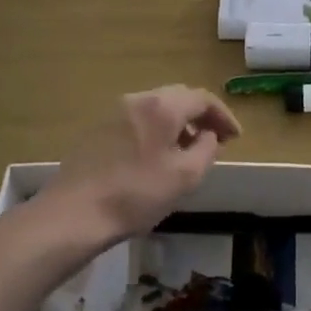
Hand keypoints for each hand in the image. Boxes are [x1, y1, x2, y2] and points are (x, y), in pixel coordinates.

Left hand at [35, 86, 241, 247]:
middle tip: (215, 140)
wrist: (74, 213)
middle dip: (201, 116)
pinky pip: (137, 120)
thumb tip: (209, 135)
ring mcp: (113, 112)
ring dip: (178, 123)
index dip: (223, 116)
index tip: (236, 137)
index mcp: (162, 106)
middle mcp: (137, 99)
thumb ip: (207, 149)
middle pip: (178, 97)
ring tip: (188, 150)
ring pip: (156, 108)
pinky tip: (157, 156)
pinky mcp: (98, 129)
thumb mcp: (185, 176)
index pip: (202, 98)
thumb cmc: (136, 194)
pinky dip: (156, 129)